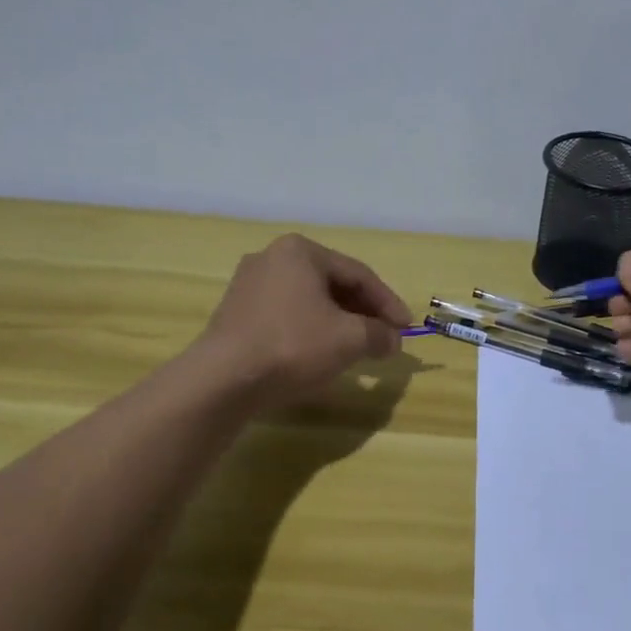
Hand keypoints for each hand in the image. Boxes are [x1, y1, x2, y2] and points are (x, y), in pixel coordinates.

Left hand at [194, 234, 413, 408]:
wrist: (224, 379)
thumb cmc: (293, 345)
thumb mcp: (350, 339)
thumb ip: (379, 334)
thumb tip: (392, 340)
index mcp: (300, 251)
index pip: (358, 274)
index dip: (388, 302)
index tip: (406, 329)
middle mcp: (272, 258)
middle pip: (332, 285)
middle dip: (363, 313)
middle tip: (384, 338)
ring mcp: (249, 286)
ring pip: (308, 301)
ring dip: (338, 323)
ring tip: (357, 348)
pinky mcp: (235, 314)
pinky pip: (286, 316)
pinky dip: (310, 331)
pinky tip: (321, 354)